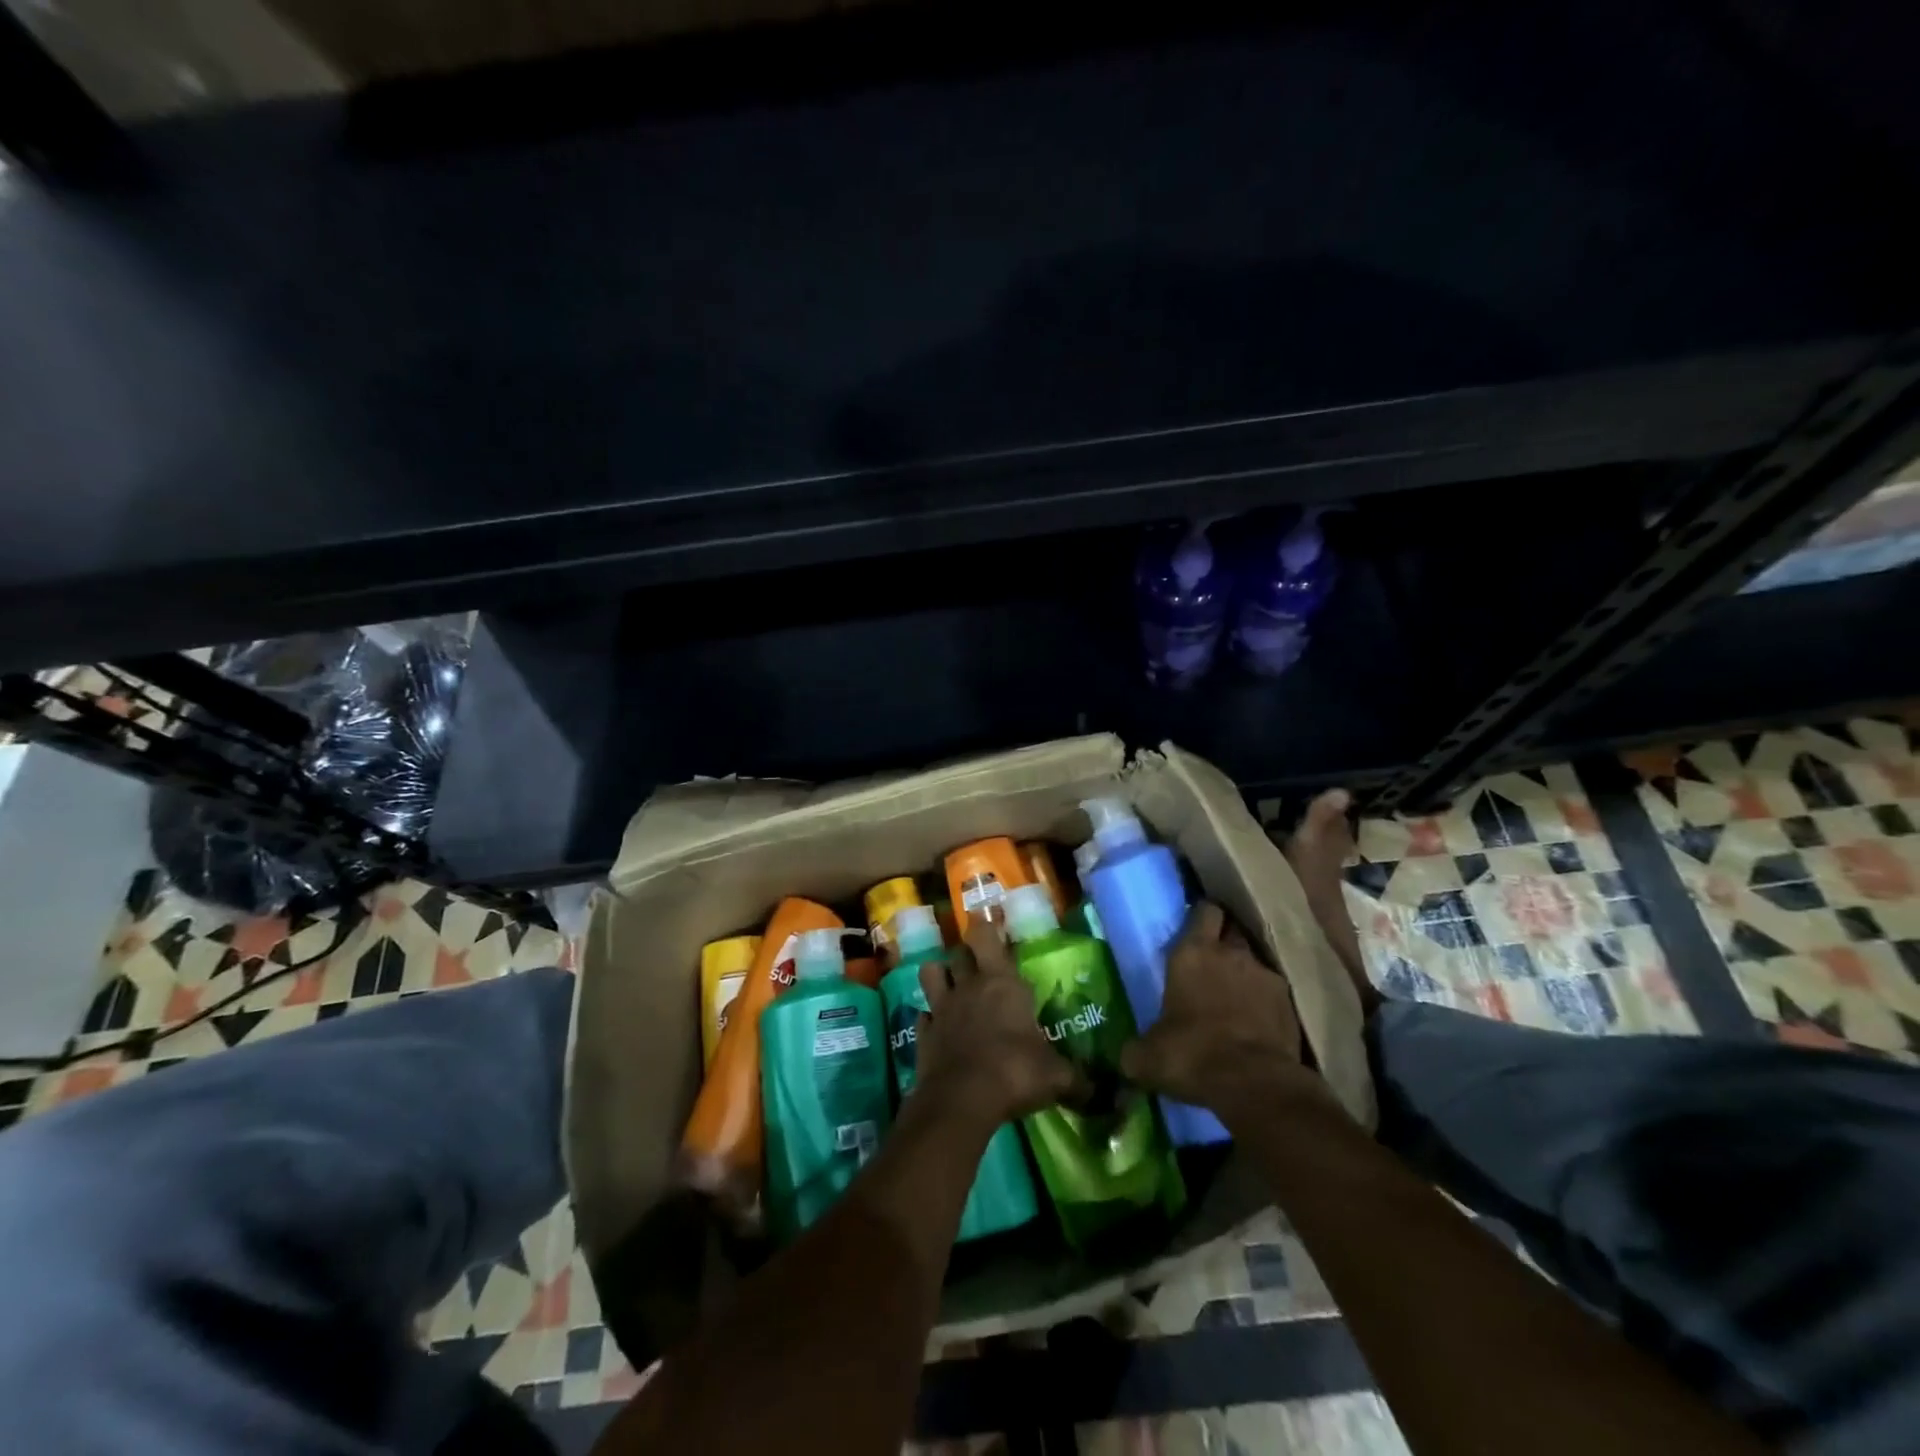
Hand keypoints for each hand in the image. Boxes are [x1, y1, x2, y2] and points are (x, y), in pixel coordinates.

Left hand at [912, 922, 1086, 1131]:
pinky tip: (940, 1028)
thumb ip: (1077, 1080)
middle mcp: (968, 986)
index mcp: (1001, 982)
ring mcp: (941, 1008)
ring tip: (952, 985)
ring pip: (930, 973)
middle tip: (980, 963)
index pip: (986, 936)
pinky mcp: (923, 1033)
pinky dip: (930, 1018)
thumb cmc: (1015, 1072)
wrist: (962, 1100)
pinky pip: (924, 1015)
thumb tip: (1102, 1094)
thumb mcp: (1056, 1077)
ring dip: (940, 975)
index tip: (991, 923)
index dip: (987, 926)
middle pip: (959, 953)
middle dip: (968, 954)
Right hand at [1120, 902, 1328, 1124]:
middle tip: (1210, 961)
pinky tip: (1255, 1022)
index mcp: (1192, 952)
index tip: (1192, 929)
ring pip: (1253, 960)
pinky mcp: (1289, 1003)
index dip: (1200, 916)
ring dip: (1244, 972)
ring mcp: (1265, 975)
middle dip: (1223, 939)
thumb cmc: (1192, 1055)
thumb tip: (1129, 1056)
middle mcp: (1231, 953)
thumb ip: (1136, 1048)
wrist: (1256, 1086)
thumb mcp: (1148, 1057)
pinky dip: (1264, 1001)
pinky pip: (1273, 992)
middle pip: (1231, 929)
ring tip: (1234, 996)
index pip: (1203, 910)